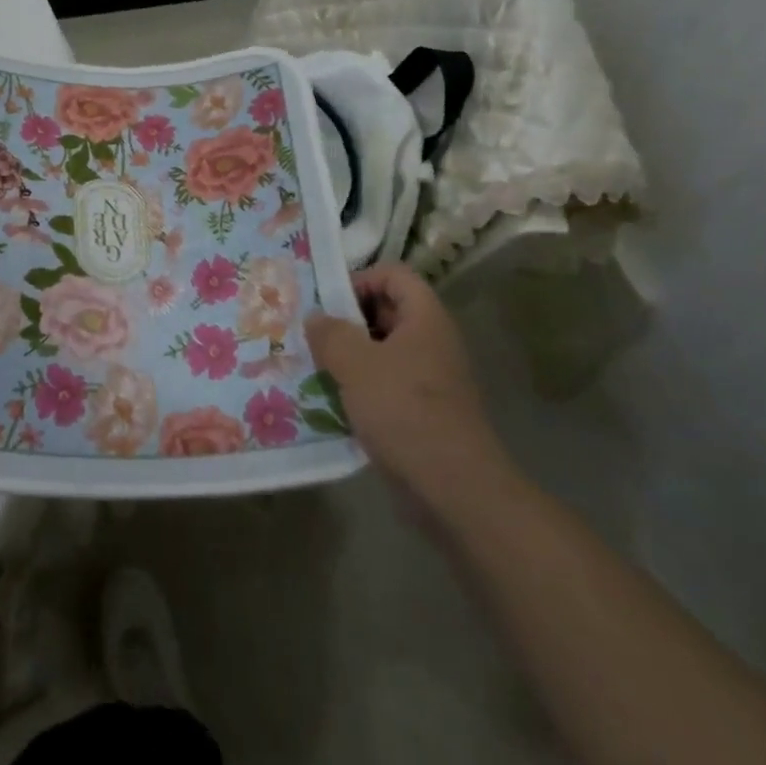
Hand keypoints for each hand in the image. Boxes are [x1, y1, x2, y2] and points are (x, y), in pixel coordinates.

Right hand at [305, 261, 519, 523]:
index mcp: (425, 319)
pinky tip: (332, 400)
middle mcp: (432, 342)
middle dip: (347, 319)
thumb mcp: (355, 364)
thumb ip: (330, 333)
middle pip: (387, 310)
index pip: (393, 275)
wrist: (455, 489)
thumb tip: (316, 318)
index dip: (360, 279)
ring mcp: (430, 379)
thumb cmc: (404, 411)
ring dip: (349, 355)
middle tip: (311, 332)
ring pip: (383, 350)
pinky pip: (386, 384)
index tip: (327, 302)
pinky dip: (360, 386)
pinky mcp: (423, 412)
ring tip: (314, 365)